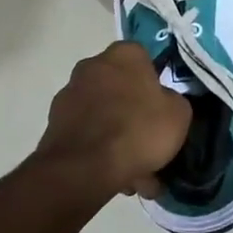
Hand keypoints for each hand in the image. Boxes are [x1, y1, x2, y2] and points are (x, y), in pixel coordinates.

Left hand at [34, 42, 191, 197]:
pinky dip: (99, 150)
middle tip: (149, 143)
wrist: (84, 168)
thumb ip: (172, 101)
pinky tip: (115, 177)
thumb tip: (163, 102)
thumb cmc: (138, 130)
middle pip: (121, 89)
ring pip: (104, 115)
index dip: (155, 84)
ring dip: (117, 137)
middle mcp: (92, 65)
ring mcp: (69, 94)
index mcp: (124, 54)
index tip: (162, 108)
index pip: (144, 60)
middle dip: (134, 114)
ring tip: (135, 173)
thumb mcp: (178, 114)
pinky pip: (88, 134)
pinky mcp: (54, 123)